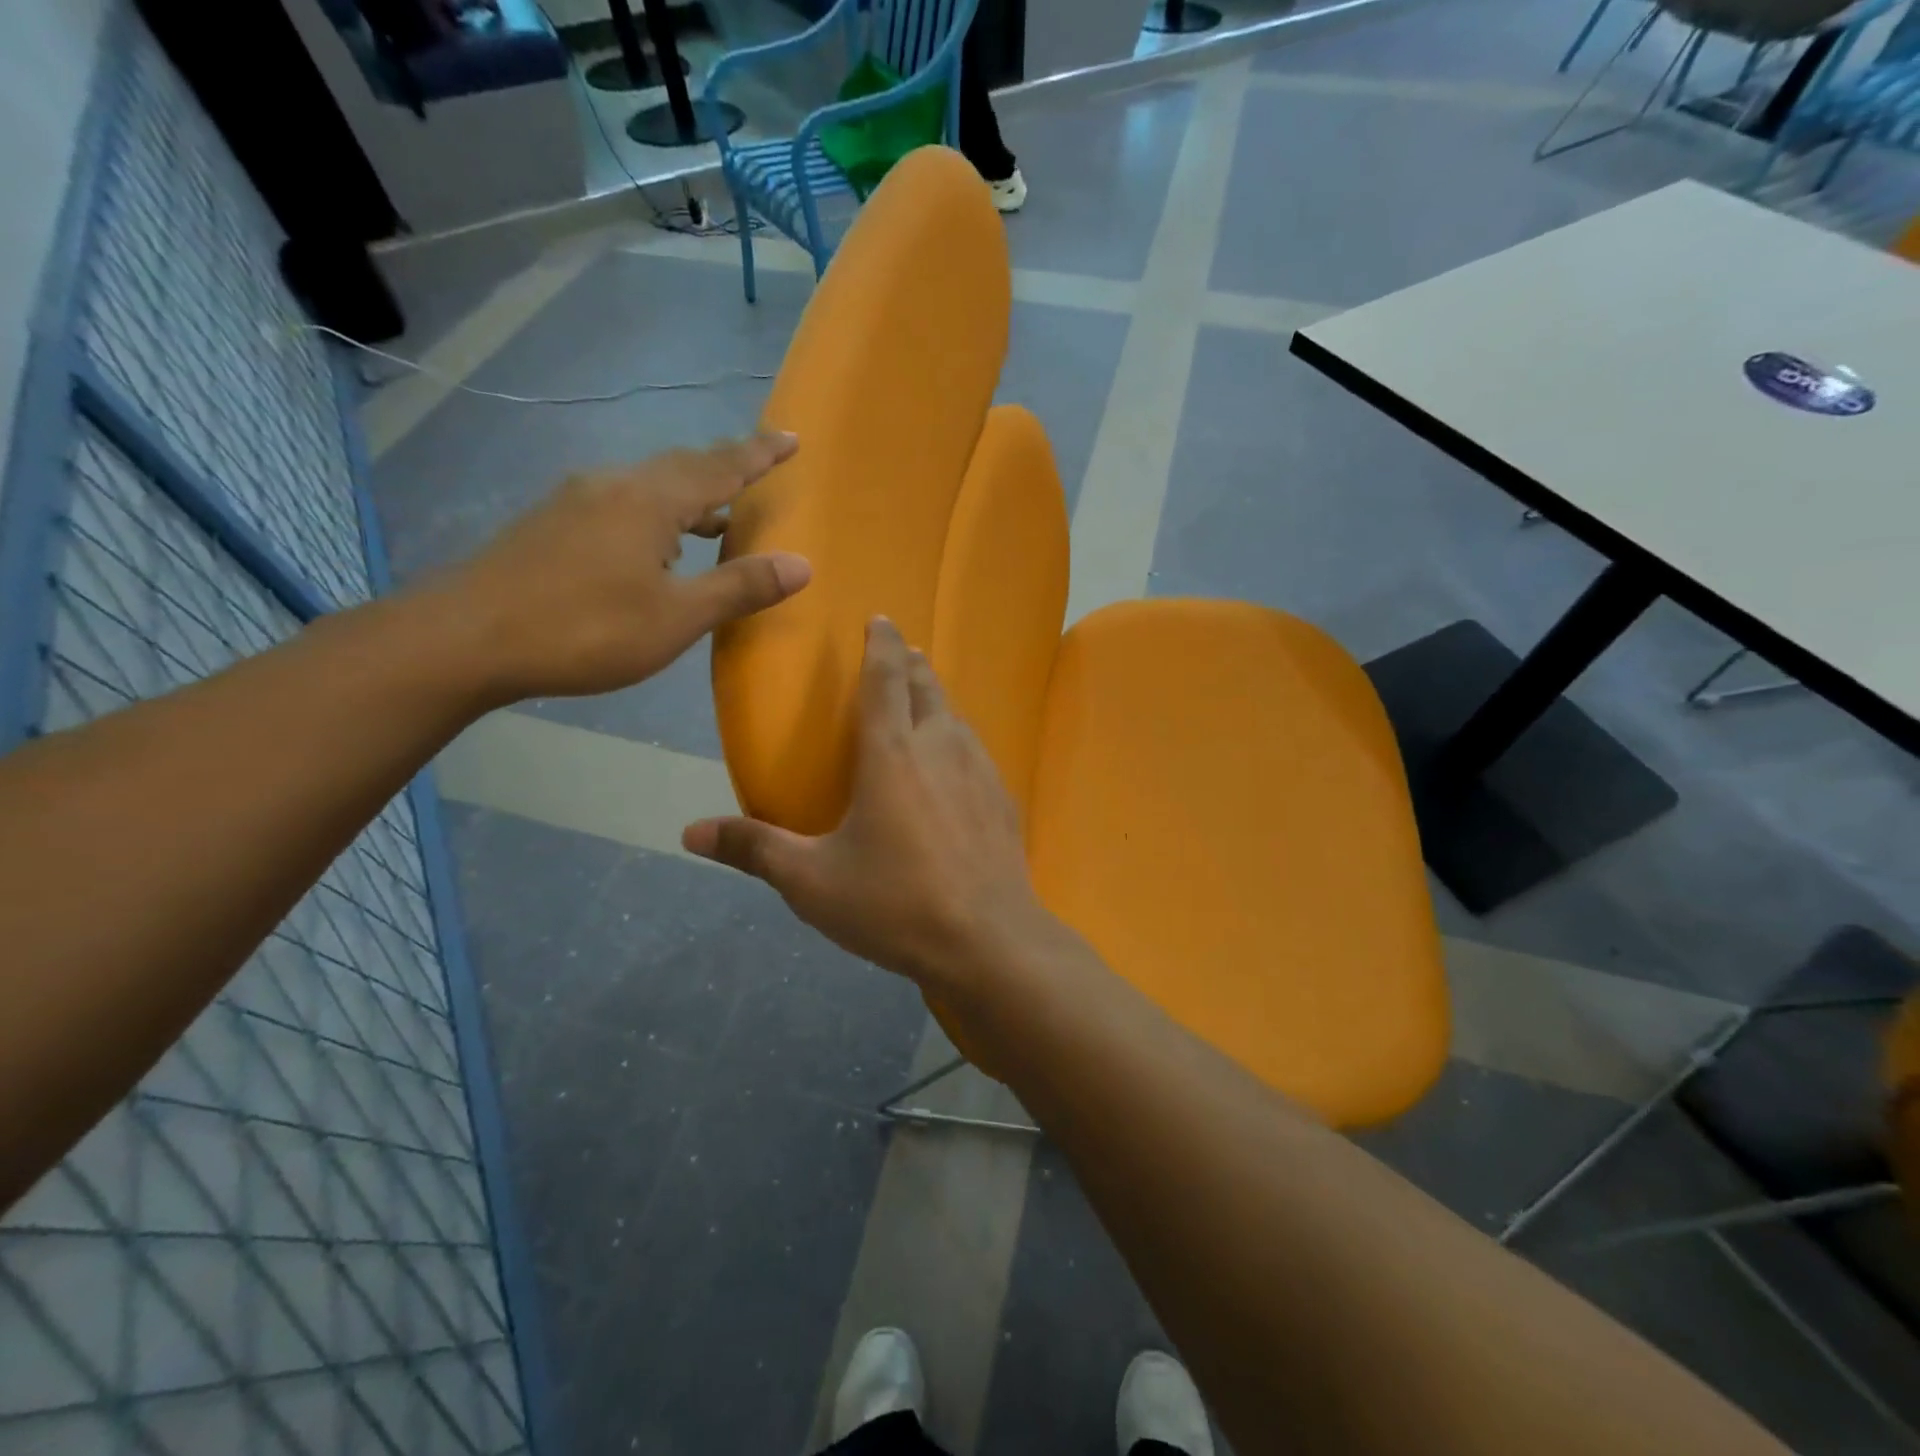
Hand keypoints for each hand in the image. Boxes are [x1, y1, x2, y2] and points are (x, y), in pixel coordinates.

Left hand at [434, 431, 810, 703]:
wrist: (465, 638)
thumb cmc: (585, 628)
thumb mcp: (676, 617)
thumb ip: (739, 587)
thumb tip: (803, 564)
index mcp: (649, 500)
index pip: (720, 467)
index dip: (759, 454)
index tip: (792, 438)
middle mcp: (613, 486)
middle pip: (681, 467)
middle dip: (725, 468)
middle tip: (759, 469)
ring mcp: (576, 502)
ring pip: (648, 486)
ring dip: (689, 497)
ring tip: (717, 519)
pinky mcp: (551, 524)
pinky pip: (622, 504)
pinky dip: (656, 515)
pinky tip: (655, 548)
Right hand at [682, 618, 1057, 994]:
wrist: (989, 941)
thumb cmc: (895, 903)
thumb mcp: (812, 882)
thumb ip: (754, 849)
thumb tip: (689, 831)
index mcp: (892, 753)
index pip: (886, 678)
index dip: (882, 644)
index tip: (880, 620)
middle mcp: (941, 747)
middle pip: (927, 687)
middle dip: (912, 663)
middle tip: (902, 652)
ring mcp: (980, 771)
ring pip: (957, 716)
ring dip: (937, 699)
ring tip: (924, 699)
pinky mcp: (1003, 799)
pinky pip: (977, 750)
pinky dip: (960, 738)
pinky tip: (956, 764)